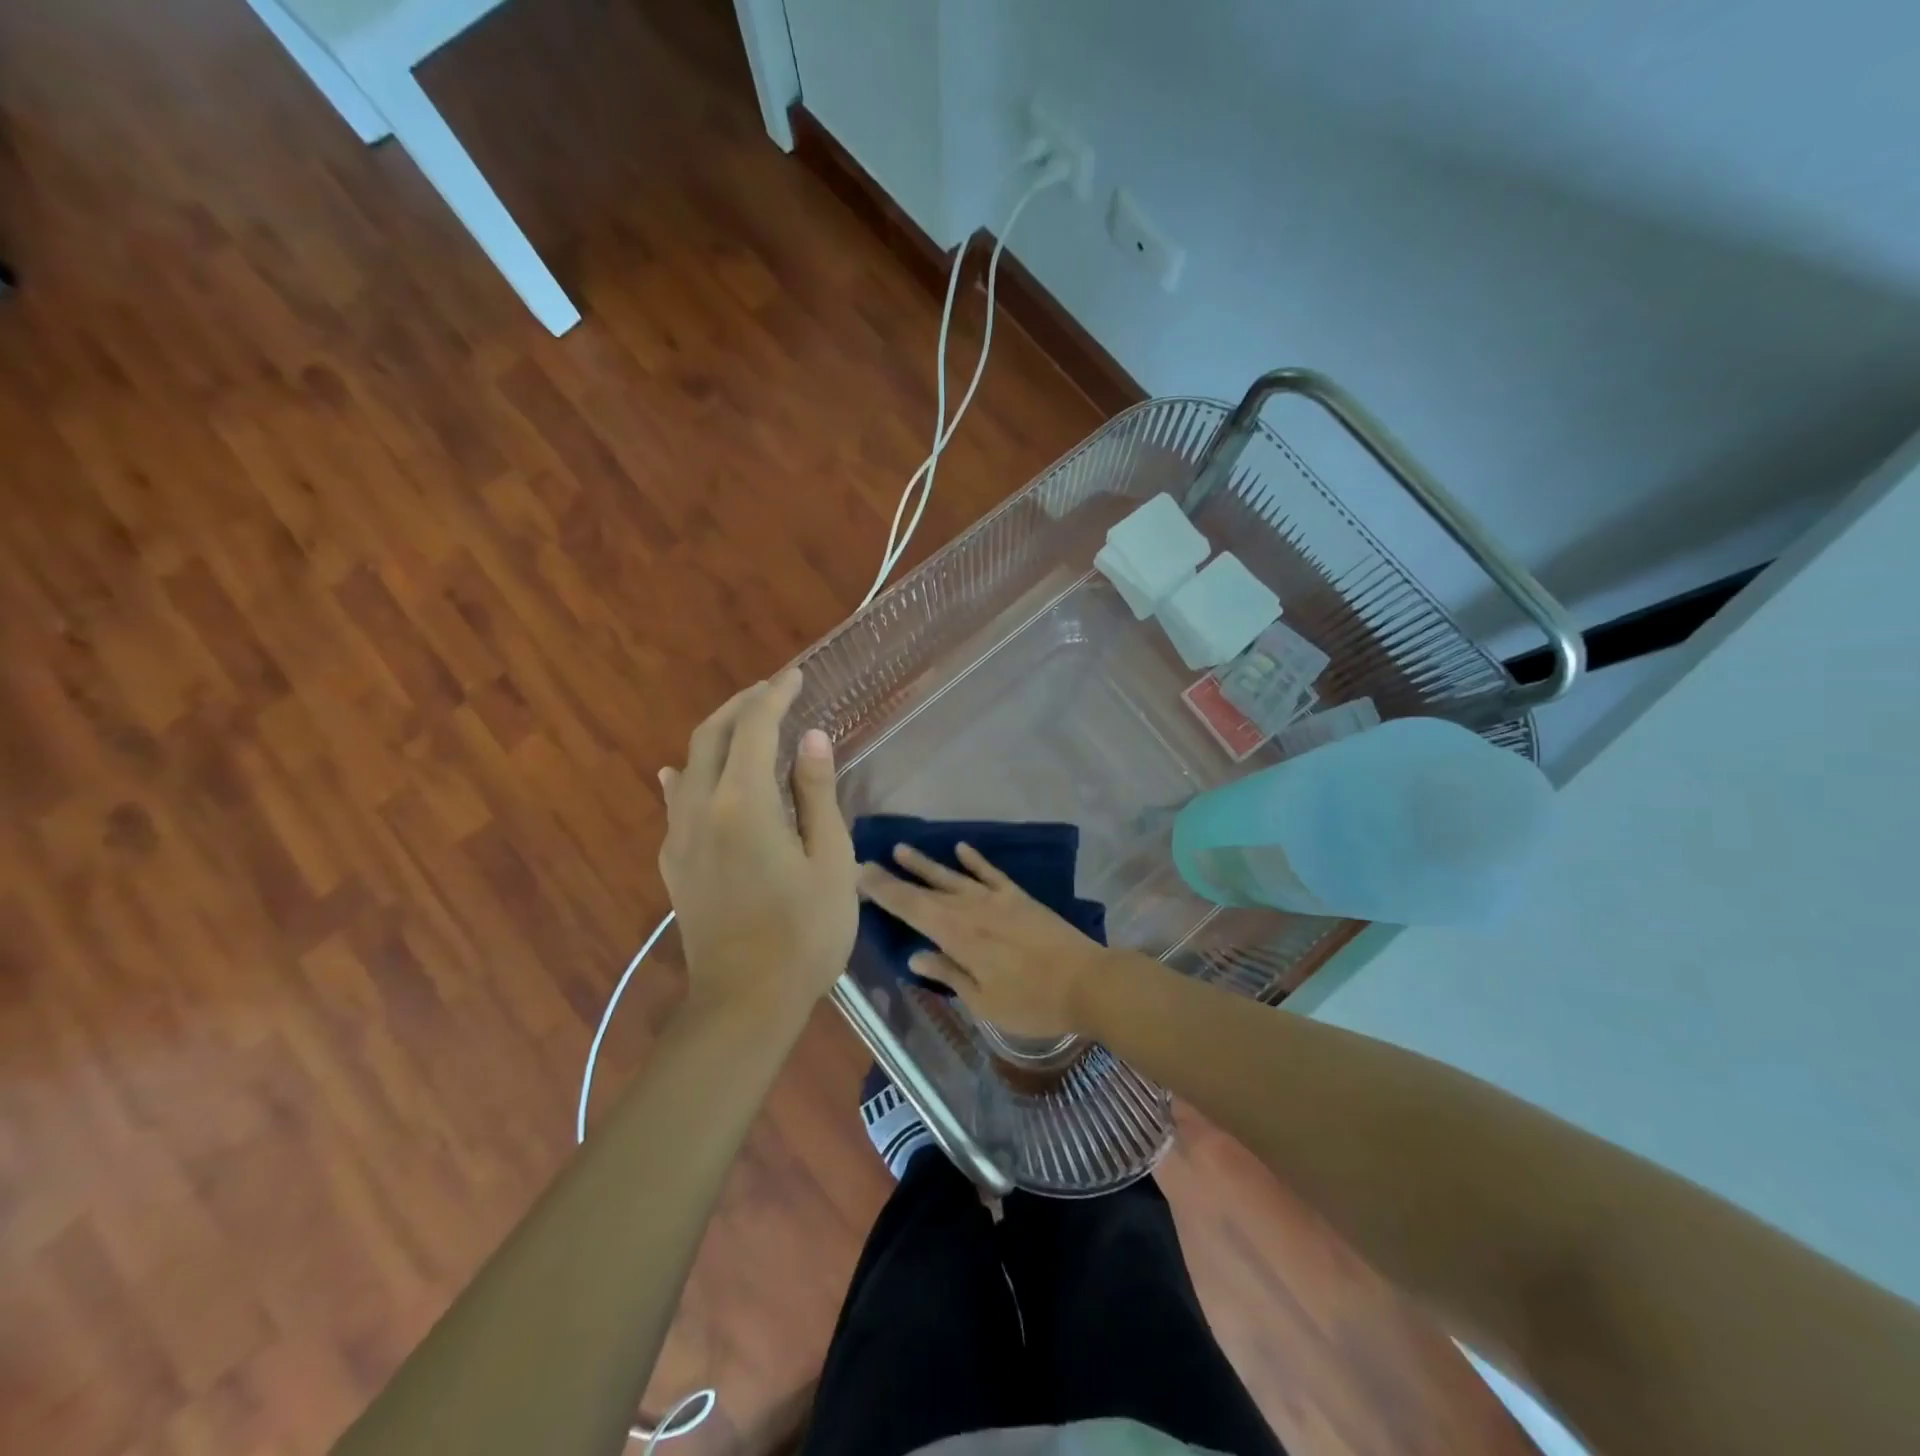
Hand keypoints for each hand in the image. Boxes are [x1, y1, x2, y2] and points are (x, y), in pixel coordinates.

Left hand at [659, 669, 856, 1021]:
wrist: (745, 1003)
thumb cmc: (804, 933)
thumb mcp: (830, 861)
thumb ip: (817, 794)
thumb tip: (811, 738)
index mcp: (743, 804)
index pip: (754, 729)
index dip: (775, 696)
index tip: (794, 676)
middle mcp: (700, 809)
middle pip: (711, 737)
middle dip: (741, 706)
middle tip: (771, 691)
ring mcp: (679, 838)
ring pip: (689, 765)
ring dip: (716, 735)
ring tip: (744, 725)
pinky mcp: (673, 864)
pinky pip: (675, 802)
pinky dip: (686, 775)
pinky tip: (682, 774)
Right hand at [856, 843, 1113, 1038]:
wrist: (1086, 981)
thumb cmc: (1032, 1002)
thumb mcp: (983, 1001)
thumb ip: (948, 974)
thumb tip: (914, 955)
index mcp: (957, 935)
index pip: (910, 908)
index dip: (883, 892)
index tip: (858, 875)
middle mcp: (971, 909)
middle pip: (925, 889)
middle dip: (895, 877)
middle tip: (868, 862)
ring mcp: (996, 899)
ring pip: (952, 876)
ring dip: (926, 863)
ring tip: (902, 848)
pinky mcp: (1019, 897)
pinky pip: (990, 873)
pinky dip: (974, 860)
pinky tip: (961, 848)